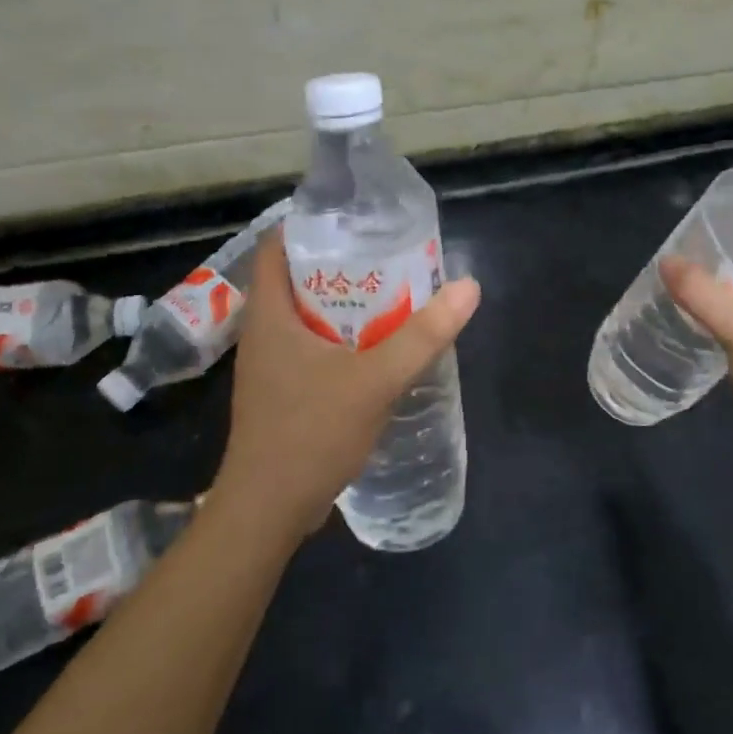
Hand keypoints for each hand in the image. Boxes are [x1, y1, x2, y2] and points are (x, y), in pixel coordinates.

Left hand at [213, 234, 480, 542]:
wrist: (268, 511)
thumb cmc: (310, 433)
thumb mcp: (375, 380)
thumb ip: (422, 336)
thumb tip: (468, 287)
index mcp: (270, 315)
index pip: (277, 246)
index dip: (310, 225)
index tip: (357, 221)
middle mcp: (264, 333)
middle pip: (298, 278)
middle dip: (342, 265)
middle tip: (390, 257)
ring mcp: (271, 366)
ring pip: (308, 317)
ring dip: (345, 305)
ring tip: (393, 296)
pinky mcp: (283, 393)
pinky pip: (313, 349)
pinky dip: (343, 339)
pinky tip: (378, 349)